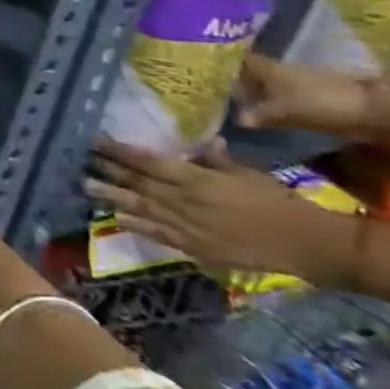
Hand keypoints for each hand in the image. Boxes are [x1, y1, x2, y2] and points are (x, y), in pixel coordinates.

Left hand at [88, 138, 349, 278]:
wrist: (306, 245)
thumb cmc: (278, 202)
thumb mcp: (246, 172)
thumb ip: (216, 159)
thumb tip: (202, 141)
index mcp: (194, 179)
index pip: (146, 162)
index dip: (119, 151)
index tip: (97, 140)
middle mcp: (182, 201)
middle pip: (137, 183)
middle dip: (108, 170)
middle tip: (83, 160)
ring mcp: (185, 226)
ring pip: (139, 208)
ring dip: (112, 197)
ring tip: (87, 187)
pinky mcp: (193, 248)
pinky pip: (157, 233)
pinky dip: (136, 225)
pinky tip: (118, 218)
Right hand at [233, 53, 371, 135]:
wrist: (375, 108)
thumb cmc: (320, 104)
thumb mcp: (283, 113)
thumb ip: (258, 115)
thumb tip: (238, 119)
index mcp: (269, 69)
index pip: (240, 60)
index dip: (225, 65)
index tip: (211, 74)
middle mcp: (282, 70)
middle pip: (256, 72)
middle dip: (242, 82)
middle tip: (225, 95)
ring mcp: (302, 80)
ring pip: (272, 84)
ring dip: (261, 94)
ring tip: (247, 107)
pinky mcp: (318, 92)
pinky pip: (289, 95)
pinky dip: (279, 102)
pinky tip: (274, 115)